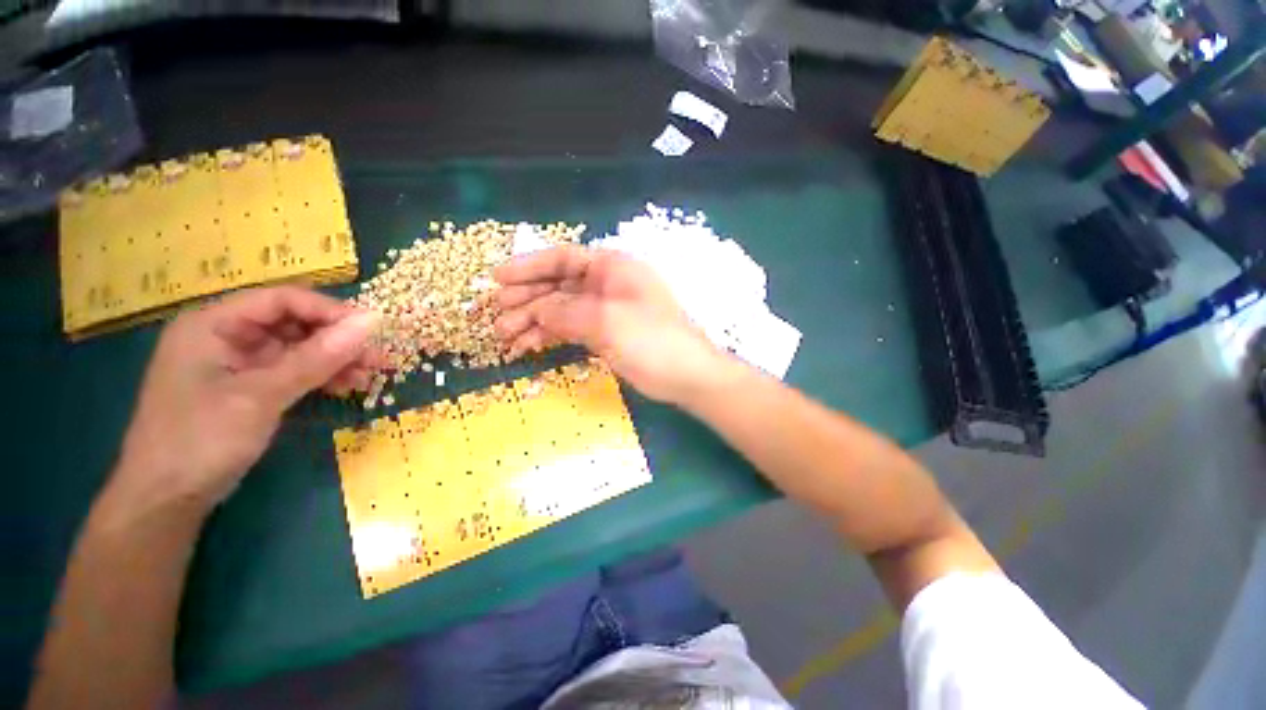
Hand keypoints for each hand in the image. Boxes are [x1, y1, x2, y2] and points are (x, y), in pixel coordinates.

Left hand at [115, 287, 378, 511]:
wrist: (166, 501)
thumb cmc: (201, 440)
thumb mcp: (261, 396)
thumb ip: (317, 357)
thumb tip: (372, 323)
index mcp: (214, 324)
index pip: (283, 300)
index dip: (330, 311)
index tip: (373, 331)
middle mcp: (226, 336)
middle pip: (294, 324)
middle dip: (338, 340)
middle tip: (378, 359)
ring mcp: (238, 364)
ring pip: (299, 349)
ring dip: (336, 360)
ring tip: (369, 377)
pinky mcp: (249, 388)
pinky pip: (294, 372)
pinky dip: (322, 377)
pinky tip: (346, 387)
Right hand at [493, 245, 726, 403]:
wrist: (687, 376)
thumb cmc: (652, 341)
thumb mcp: (607, 321)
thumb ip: (566, 312)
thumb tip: (535, 309)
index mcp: (613, 268)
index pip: (564, 258)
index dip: (529, 266)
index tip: (497, 278)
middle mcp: (608, 285)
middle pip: (559, 285)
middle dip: (526, 298)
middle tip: (496, 314)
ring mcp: (606, 311)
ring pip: (562, 309)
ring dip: (533, 320)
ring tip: (505, 336)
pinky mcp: (605, 334)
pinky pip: (571, 329)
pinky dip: (550, 336)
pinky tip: (528, 346)